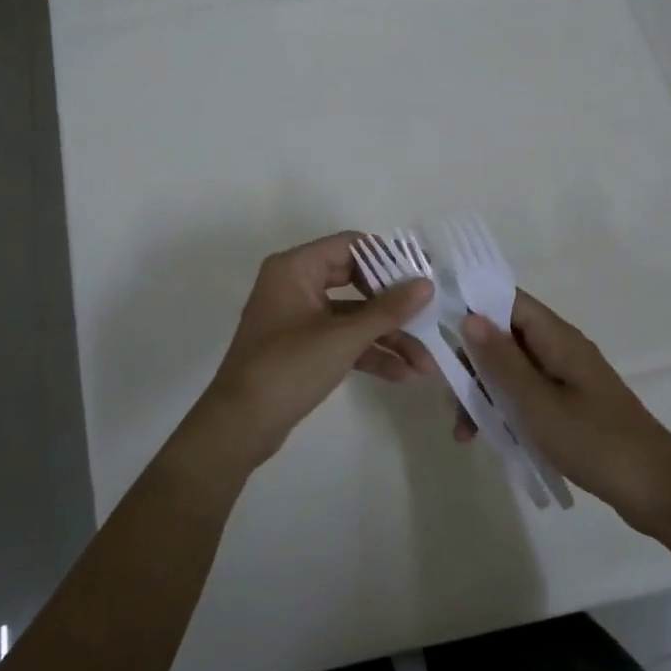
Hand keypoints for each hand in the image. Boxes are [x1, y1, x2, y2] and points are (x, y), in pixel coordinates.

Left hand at [183, 232, 434, 471]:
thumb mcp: (343, 338)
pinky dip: (369, 353)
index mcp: (296, 267)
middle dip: (395, 307)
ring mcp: (299, 317)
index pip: (352, 246)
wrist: (240, 425)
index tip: (423, 277)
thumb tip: (426, 284)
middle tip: (430, 318)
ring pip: (353, 316)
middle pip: (357, 281)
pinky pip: (342, 339)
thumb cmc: (288, 368)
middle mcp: (296, 283)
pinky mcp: (303, 346)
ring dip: (388, 337)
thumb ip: (388, 310)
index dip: (390, 259)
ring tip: (425, 364)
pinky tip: (403, 374)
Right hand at [461, 292, 670, 529]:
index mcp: (557, 338)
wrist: (657, 491)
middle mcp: (561, 349)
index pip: (508, 300)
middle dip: (472, 362)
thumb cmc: (594, 440)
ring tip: (465, 433)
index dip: (472, 305)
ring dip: (484, 393)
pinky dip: (505, 410)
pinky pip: (527, 394)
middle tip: (449, 395)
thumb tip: (469, 316)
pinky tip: (489, 438)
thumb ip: (501, 360)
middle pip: (505, 337)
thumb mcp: (536, 402)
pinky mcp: (570, 405)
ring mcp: (566, 378)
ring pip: (512, 370)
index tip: (436, 326)